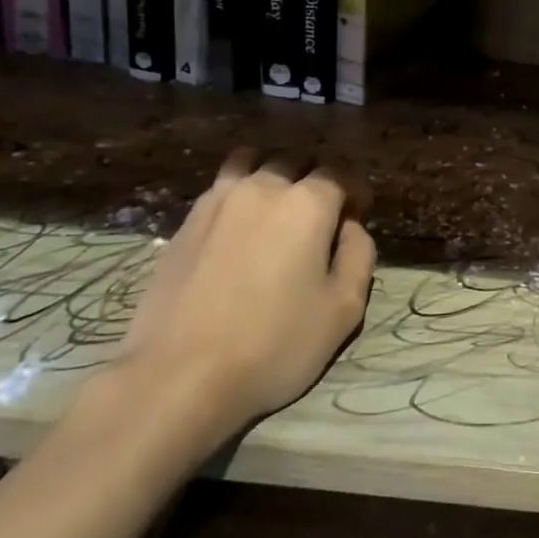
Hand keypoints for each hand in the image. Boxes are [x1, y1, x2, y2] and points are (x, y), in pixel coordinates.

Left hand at [116, 151, 375, 447]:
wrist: (179, 376)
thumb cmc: (275, 344)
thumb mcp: (344, 309)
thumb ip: (359, 256)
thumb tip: (351, 228)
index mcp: (307, 204)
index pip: (340, 173)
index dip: (355, 190)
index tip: (359, 214)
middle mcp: (262, 188)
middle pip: (295, 161)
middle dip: (315, 179)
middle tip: (322, 215)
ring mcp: (216, 202)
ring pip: (250, 163)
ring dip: (271, 175)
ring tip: (277, 207)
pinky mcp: (184, 224)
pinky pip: (220, 189)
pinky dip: (238, 193)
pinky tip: (240, 227)